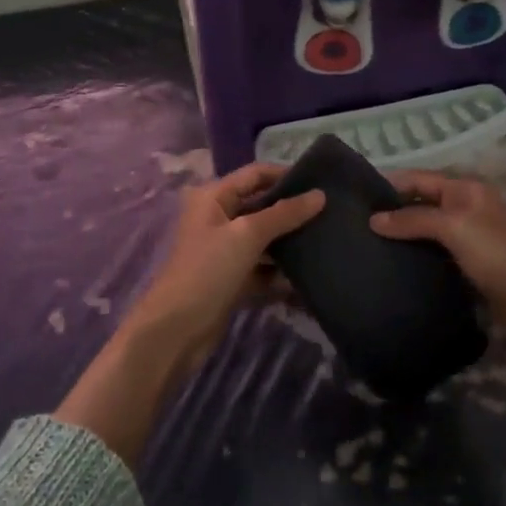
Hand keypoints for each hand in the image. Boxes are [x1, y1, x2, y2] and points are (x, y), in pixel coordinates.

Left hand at [128, 163, 324, 369]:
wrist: (175, 331)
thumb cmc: (207, 270)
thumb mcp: (247, 235)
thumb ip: (284, 214)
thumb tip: (320, 195)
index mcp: (214, 197)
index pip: (256, 174)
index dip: (286, 175)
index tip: (321, 182)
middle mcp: (218, 218)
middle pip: (262, 206)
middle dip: (292, 211)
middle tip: (330, 213)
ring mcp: (224, 251)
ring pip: (264, 239)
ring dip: (290, 243)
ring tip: (326, 242)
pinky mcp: (231, 279)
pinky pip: (262, 268)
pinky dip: (281, 272)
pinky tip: (308, 278)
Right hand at [370, 171, 505, 341]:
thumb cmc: (499, 256)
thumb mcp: (454, 228)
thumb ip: (413, 219)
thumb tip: (373, 219)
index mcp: (465, 189)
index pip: (418, 178)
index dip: (389, 184)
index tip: (353, 197)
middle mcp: (467, 209)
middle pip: (421, 204)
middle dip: (392, 212)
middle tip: (353, 226)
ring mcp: (470, 240)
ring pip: (427, 232)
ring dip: (402, 238)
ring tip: (366, 247)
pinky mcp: (471, 270)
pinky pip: (436, 257)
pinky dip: (416, 260)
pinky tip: (393, 269)